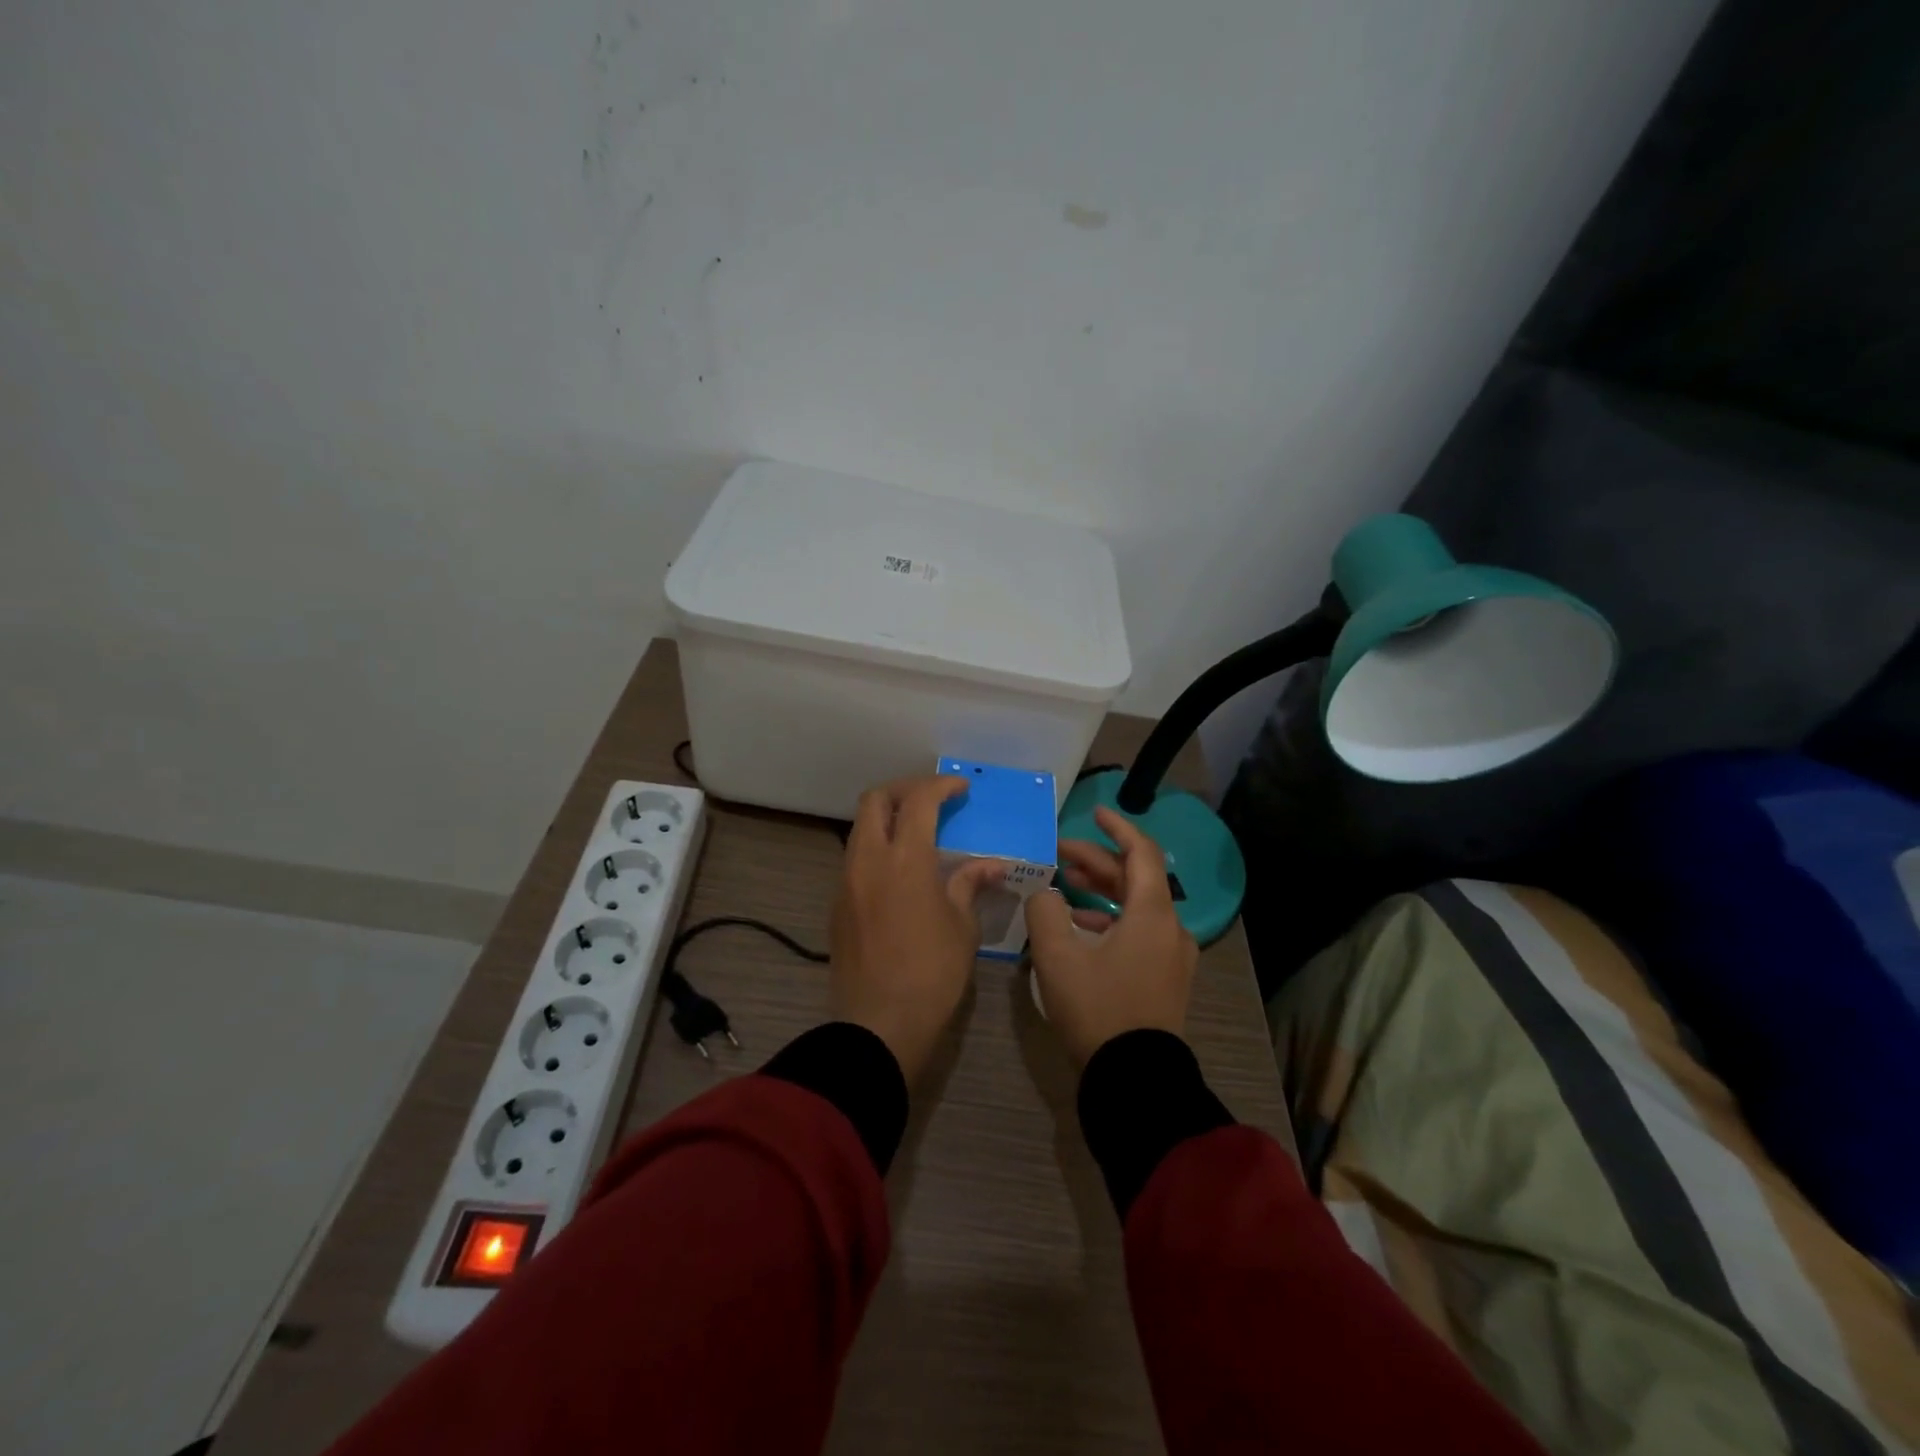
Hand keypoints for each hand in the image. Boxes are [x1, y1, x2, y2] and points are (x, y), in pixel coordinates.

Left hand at [831, 775, 1006, 1083]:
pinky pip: (855, 858)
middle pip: (875, 800)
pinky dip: (876, 848)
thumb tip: (991, 864)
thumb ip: (970, 884)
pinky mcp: (837, 904)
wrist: (879, 1023)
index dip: (940, 786)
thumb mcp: (962, 926)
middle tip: (932, 801)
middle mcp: (869, 860)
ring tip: (917, 833)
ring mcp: (847, 881)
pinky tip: (898, 872)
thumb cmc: (932, 973)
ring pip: (860, 829)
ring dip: (886, 819)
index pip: (918, 800)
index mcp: (905, 859)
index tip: (960, 788)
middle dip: (904, 790)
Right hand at [1026, 807, 1199, 1066]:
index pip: (1140, 852)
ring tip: (1064, 887)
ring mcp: (1172, 956)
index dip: (1117, 828)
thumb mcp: (1058, 956)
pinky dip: (1111, 920)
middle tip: (1059, 855)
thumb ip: (1045, 911)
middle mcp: (1171, 928)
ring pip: (1136, 907)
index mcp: (1152, 913)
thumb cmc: (1098, 1008)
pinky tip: (1080, 928)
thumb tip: (1045, 893)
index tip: (1095, 813)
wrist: (1135, 1080)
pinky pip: (1140, 933)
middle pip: (1135, 879)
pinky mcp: (1166, 979)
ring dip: (1102, 892)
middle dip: (1097, 863)